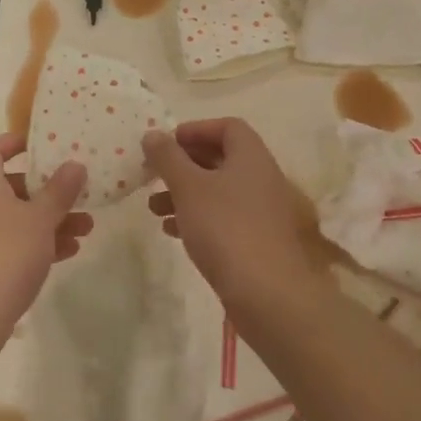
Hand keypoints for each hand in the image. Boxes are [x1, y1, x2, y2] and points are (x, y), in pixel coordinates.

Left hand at [0, 134, 91, 345]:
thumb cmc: (7, 252)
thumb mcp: (40, 218)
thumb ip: (59, 191)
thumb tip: (75, 164)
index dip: (10, 143)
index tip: (36, 141)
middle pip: (12, 188)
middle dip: (47, 190)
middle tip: (76, 192)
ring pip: (20, 219)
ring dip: (52, 220)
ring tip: (87, 227)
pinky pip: (18, 245)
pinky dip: (42, 243)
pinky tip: (71, 250)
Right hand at [145, 119, 323, 311]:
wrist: (267, 294)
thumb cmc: (225, 228)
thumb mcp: (188, 187)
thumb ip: (168, 158)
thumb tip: (152, 134)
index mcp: (251, 157)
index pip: (227, 127)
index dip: (195, 130)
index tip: (166, 144)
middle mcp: (261, 178)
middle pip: (220, 159)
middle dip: (183, 165)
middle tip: (154, 174)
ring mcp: (261, 212)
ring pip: (217, 191)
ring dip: (184, 194)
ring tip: (154, 208)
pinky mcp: (256, 240)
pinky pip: (223, 218)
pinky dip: (197, 218)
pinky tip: (173, 231)